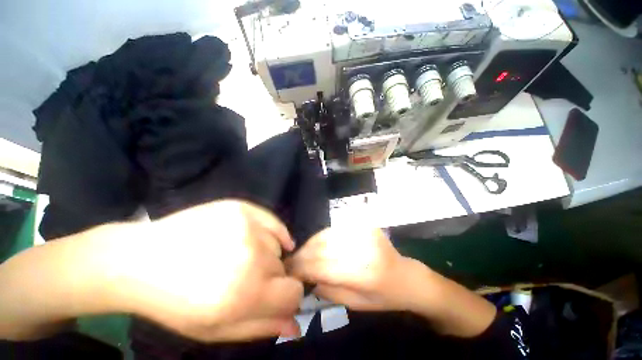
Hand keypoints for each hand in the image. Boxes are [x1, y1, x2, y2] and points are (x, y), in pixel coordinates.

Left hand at [113, 200, 302, 341]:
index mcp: (247, 293)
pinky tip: (259, 239)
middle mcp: (253, 257)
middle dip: (269, 278)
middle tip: (243, 278)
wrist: (140, 261)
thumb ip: (260, 327)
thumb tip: (295, 326)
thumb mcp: (215, 328)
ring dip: (265, 255)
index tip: (272, 298)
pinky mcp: (242, 209)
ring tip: (238, 257)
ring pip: (277, 246)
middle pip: (283, 269)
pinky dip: (273, 232)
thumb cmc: (175, 303)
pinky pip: (273, 222)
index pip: (293, 293)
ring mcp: (248, 227)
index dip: (285, 299)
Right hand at [286, 227, 417, 310]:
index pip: (322, 266)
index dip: (301, 268)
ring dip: (310, 244)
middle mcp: (362, 248)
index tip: (288, 271)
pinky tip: (316, 244)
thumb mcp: (355, 304)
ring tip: (301, 253)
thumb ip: (328, 290)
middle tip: (290, 262)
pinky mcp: (364, 225)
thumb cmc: (383, 296)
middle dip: (302, 255)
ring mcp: (363, 232)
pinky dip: (322, 236)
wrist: (406, 276)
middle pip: (322, 248)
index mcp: (363, 273)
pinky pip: (335, 229)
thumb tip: (305, 276)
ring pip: (326, 235)